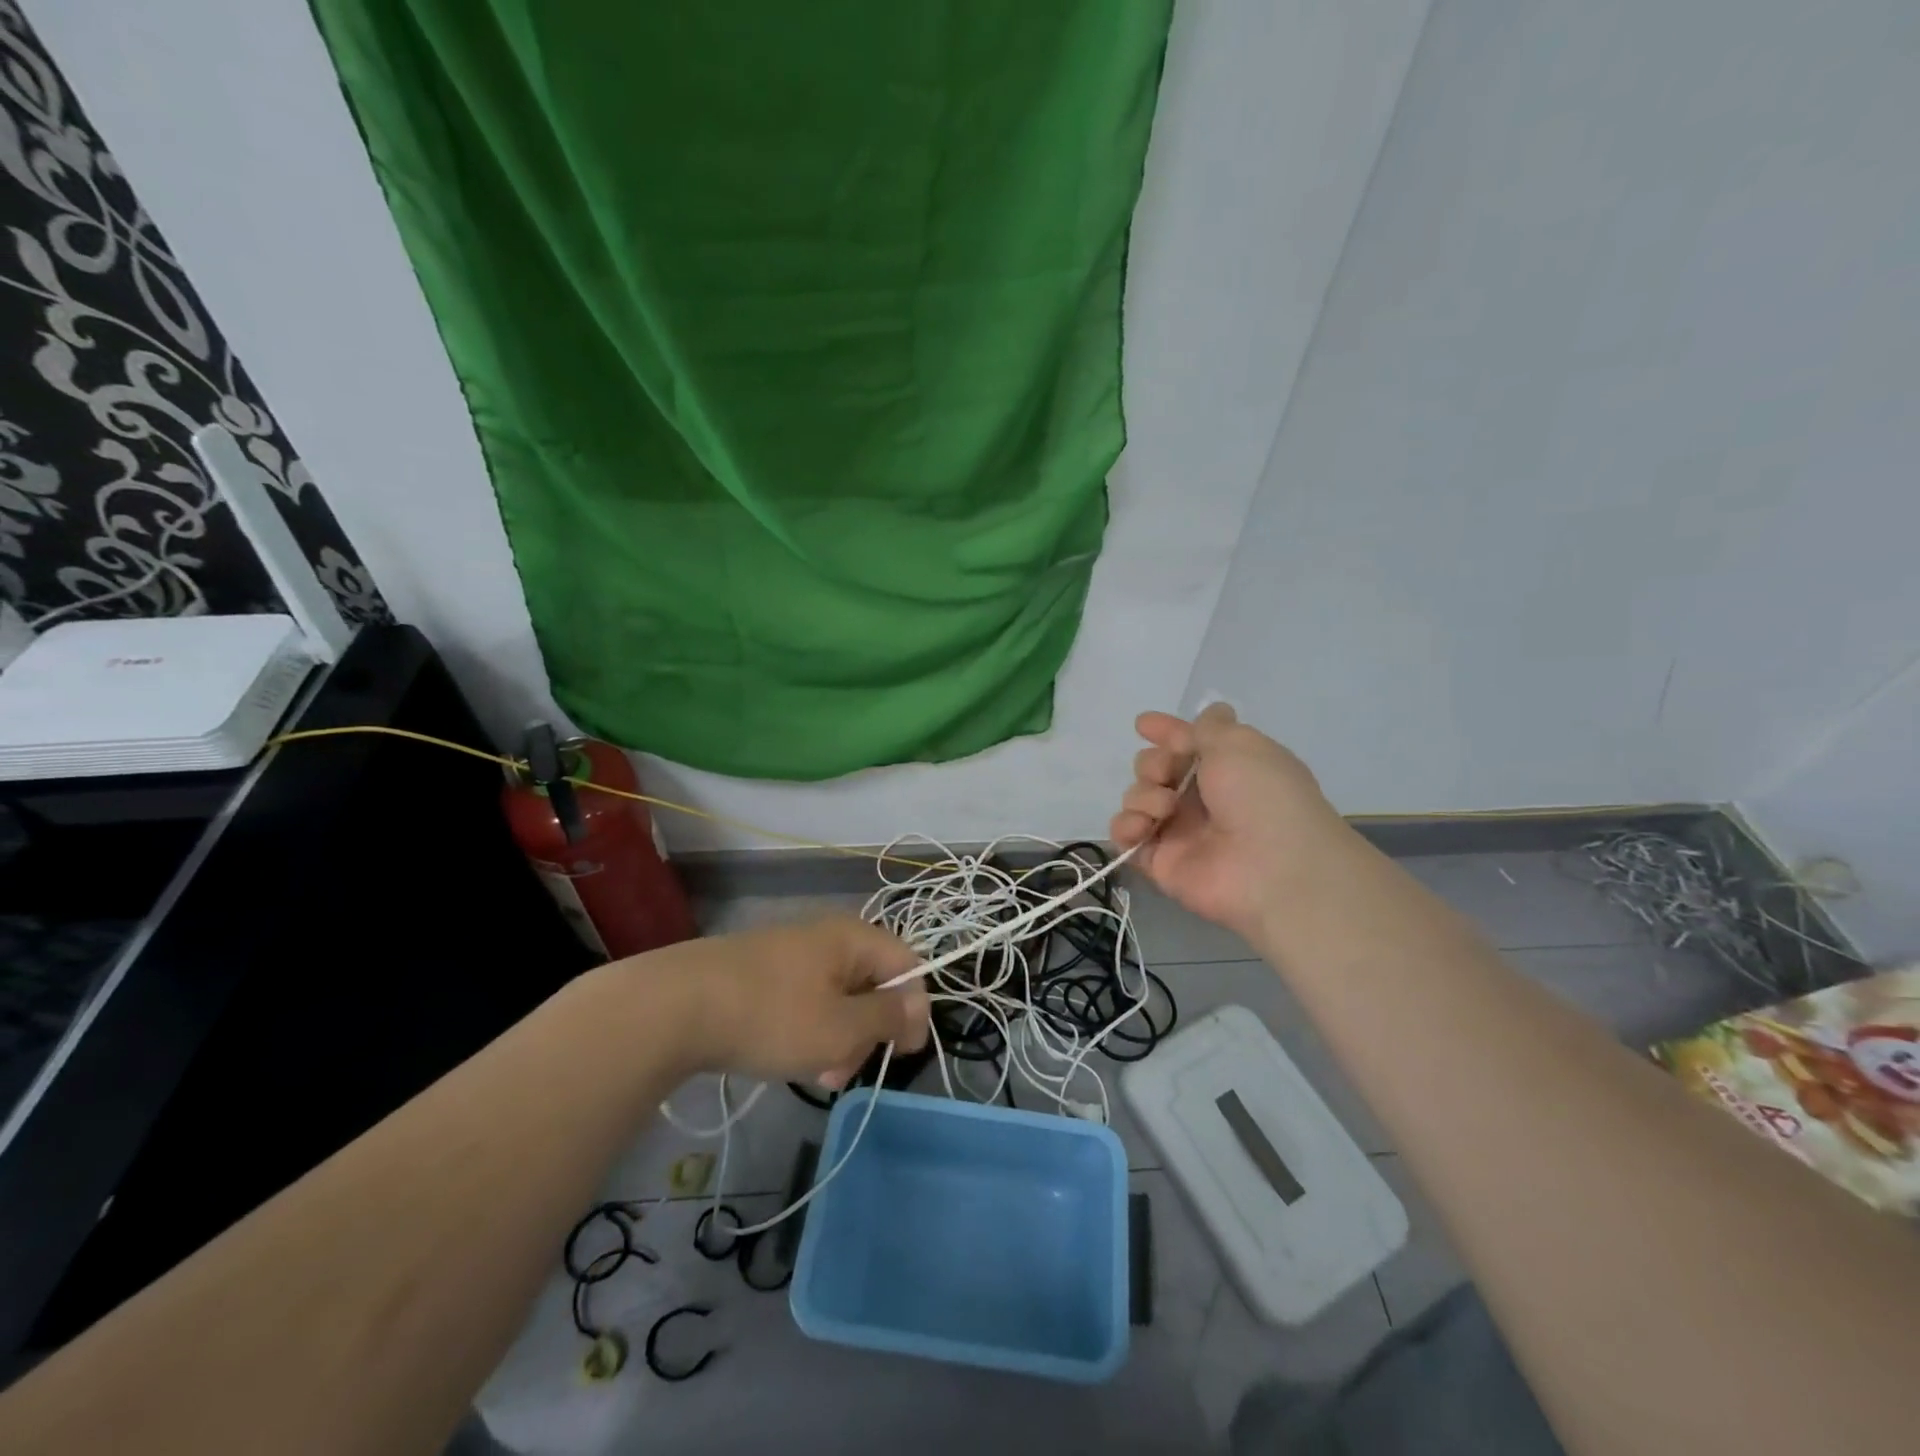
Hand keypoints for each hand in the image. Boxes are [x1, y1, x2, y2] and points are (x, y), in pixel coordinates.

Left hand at [642, 916, 929, 1085]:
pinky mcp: (762, 973)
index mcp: (853, 938)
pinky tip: (786, 1058)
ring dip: (837, 1038)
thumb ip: (887, 1017)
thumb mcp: (841, 1027)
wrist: (675, 1007)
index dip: (914, 1009)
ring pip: (837, 997)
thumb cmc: (772, 1016)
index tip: (903, 1054)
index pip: (908, 965)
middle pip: (872, 983)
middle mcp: (827, 937)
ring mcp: (791, 953)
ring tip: (814, 1073)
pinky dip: (806, 1031)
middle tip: (845, 1069)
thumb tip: (917, 1007)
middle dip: (868, 1031)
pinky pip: (804, 1000)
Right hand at [1110, 703, 1347, 940]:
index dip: (1167, 732)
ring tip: (1164, 809)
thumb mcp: (1240, 744)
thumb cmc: (1261, 797)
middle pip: (1156, 768)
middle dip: (1153, 763)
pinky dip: (1125, 826)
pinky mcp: (1159, 861)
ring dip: (1143, 794)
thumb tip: (1213, 711)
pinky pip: (1126, 835)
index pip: (1188, 743)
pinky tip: (1141, 826)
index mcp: (1228, 768)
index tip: (1143, 724)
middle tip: (1166, 774)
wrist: (1271, 869)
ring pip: (1138, 797)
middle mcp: (1203, 798)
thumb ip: (1211, 727)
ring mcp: (1179, 831)